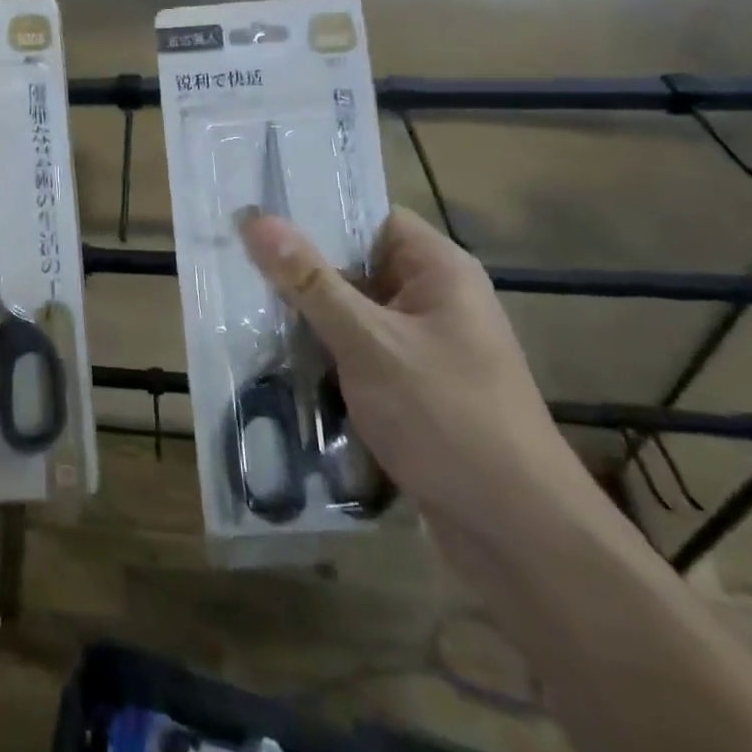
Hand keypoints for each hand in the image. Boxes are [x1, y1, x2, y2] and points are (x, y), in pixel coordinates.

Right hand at [238, 207, 589, 537]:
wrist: (519, 539)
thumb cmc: (448, 419)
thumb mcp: (369, 342)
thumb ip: (310, 280)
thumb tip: (255, 218)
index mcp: (438, 271)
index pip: (369, 217)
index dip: (315, 211)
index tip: (255, 212)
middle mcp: (433, 300)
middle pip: (354, 264)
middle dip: (298, 268)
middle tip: (232, 256)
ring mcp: (423, 347)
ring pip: (350, 312)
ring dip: (305, 314)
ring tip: (238, 301)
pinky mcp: (411, 388)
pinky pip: (356, 352)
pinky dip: (321, 352)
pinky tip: (272, 355)